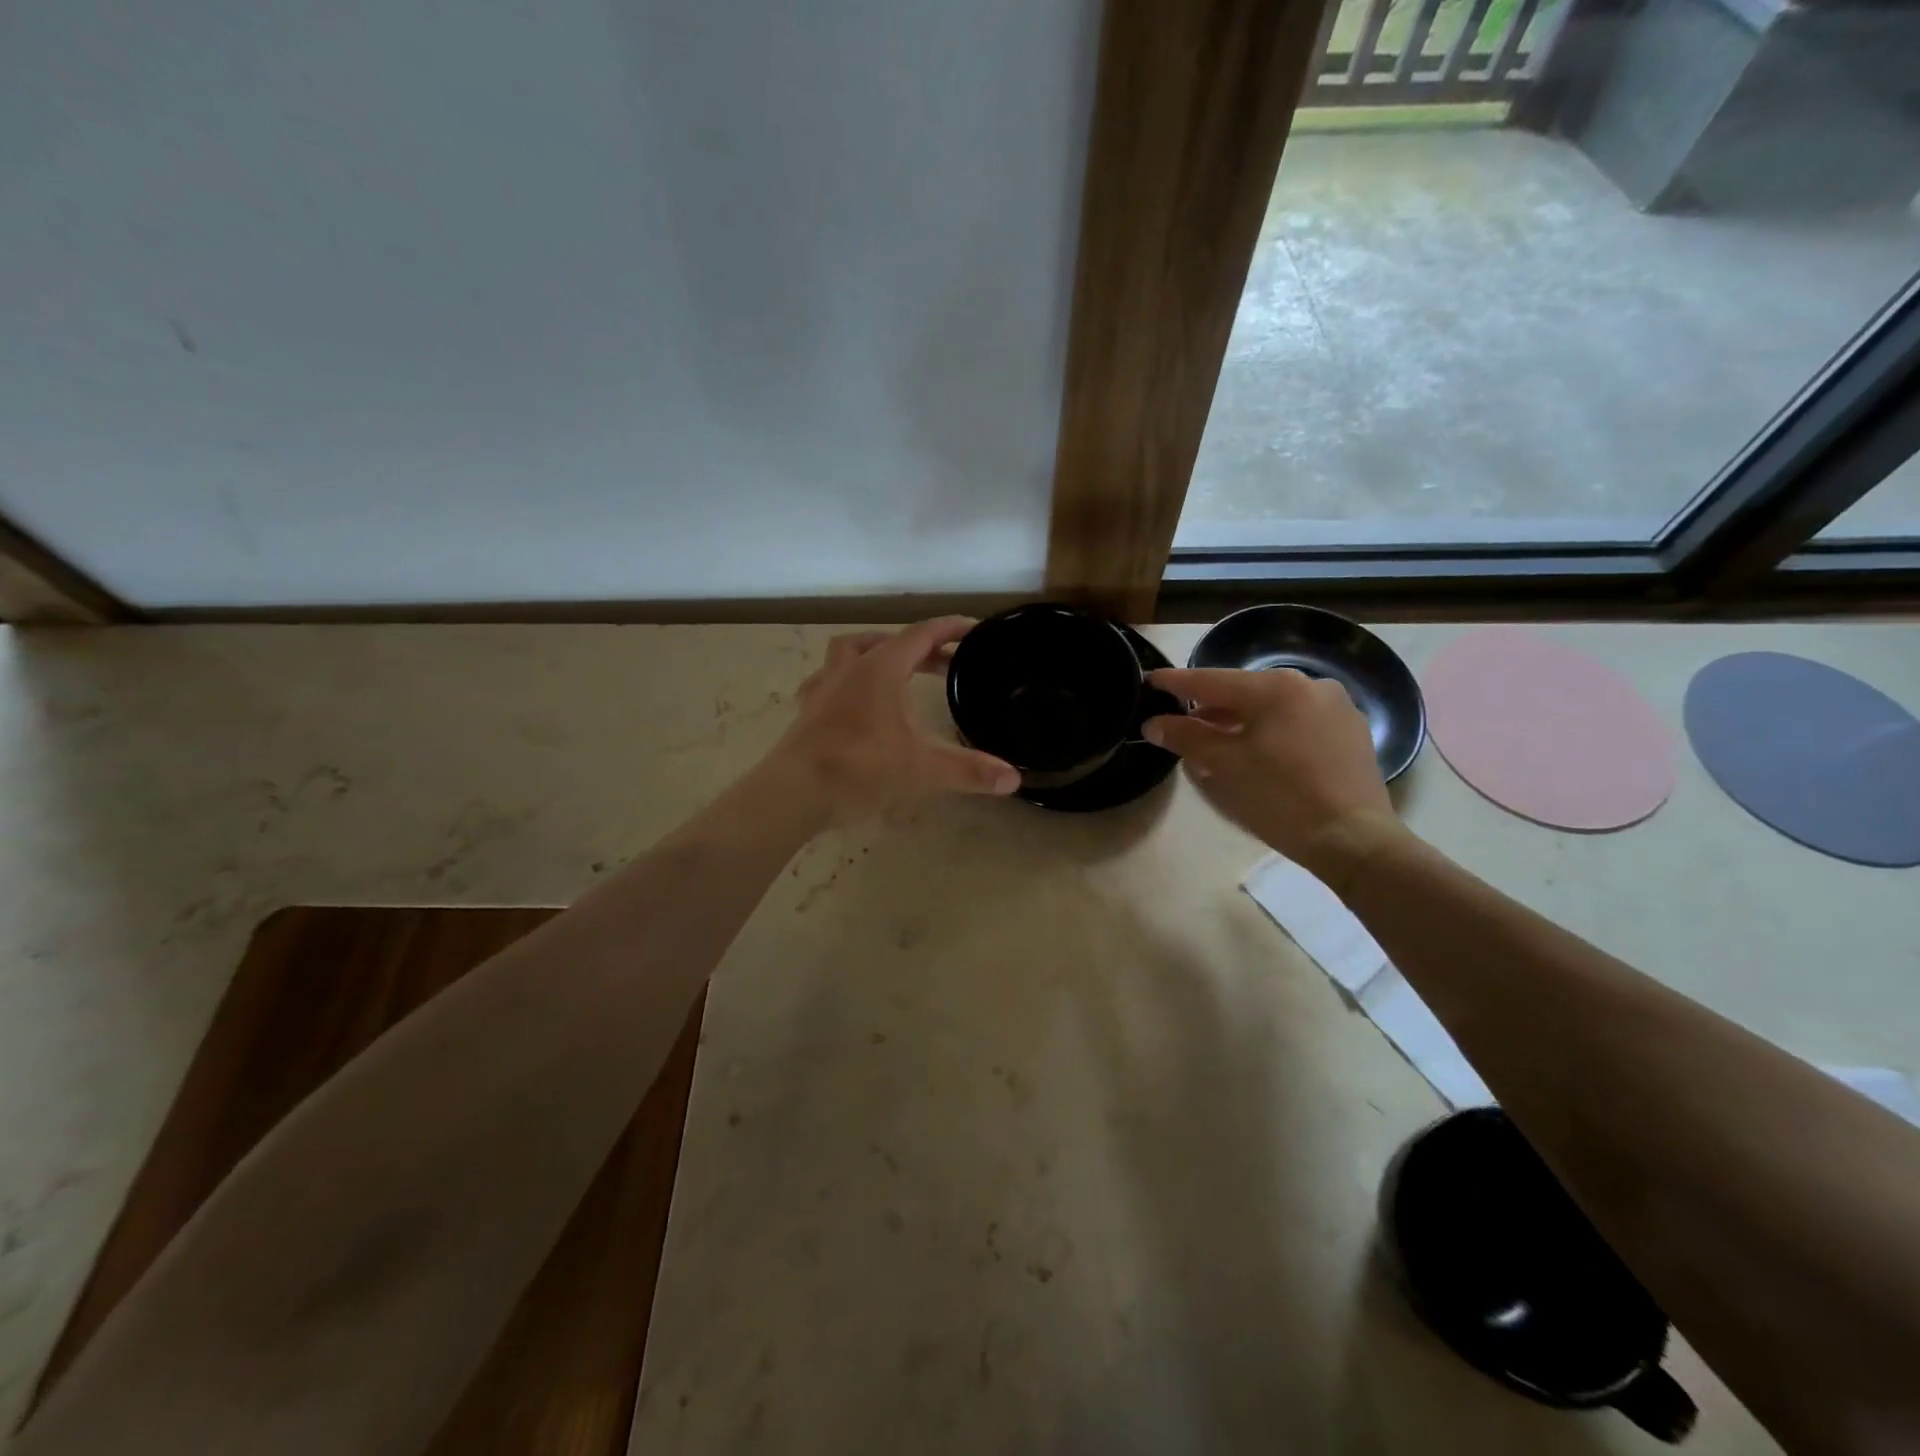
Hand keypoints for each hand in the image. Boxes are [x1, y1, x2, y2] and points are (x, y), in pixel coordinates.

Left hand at [763, 618, 1019, 827]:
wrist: (793, 793)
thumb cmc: (860, 770)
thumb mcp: (922, 769)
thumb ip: (968, 771)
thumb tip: (1014, 779)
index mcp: (880, 669)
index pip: (921, 635)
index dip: (949, 628)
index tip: (973, 628)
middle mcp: (850, 669)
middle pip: (889, 642)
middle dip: (922, 648)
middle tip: (948, 662)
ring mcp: (823, 688)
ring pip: (849, 652)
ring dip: (876, 651)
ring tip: (896, 666)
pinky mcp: (807, 712)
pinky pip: (826, 681)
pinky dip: (845, 680)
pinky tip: (850, 697)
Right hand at [1143, 667, 1407, 893]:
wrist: (1354, 840)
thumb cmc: (1280, 798)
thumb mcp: (1224, 766)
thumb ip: (1186, 737)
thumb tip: (1154, 723)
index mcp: (1275, 687)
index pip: (1211, 680)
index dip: (1176, 683)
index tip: (1150, 680)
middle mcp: (1308, 685)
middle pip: (1244, 691)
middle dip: (1210, 707)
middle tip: (1182, 721)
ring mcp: (1336, 707)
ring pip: (1273, 707)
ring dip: (1241, 721)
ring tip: (1217, 742)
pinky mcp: (1351, 732)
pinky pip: (1298, 721)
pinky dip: (1272, 731)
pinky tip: (1259, 753)